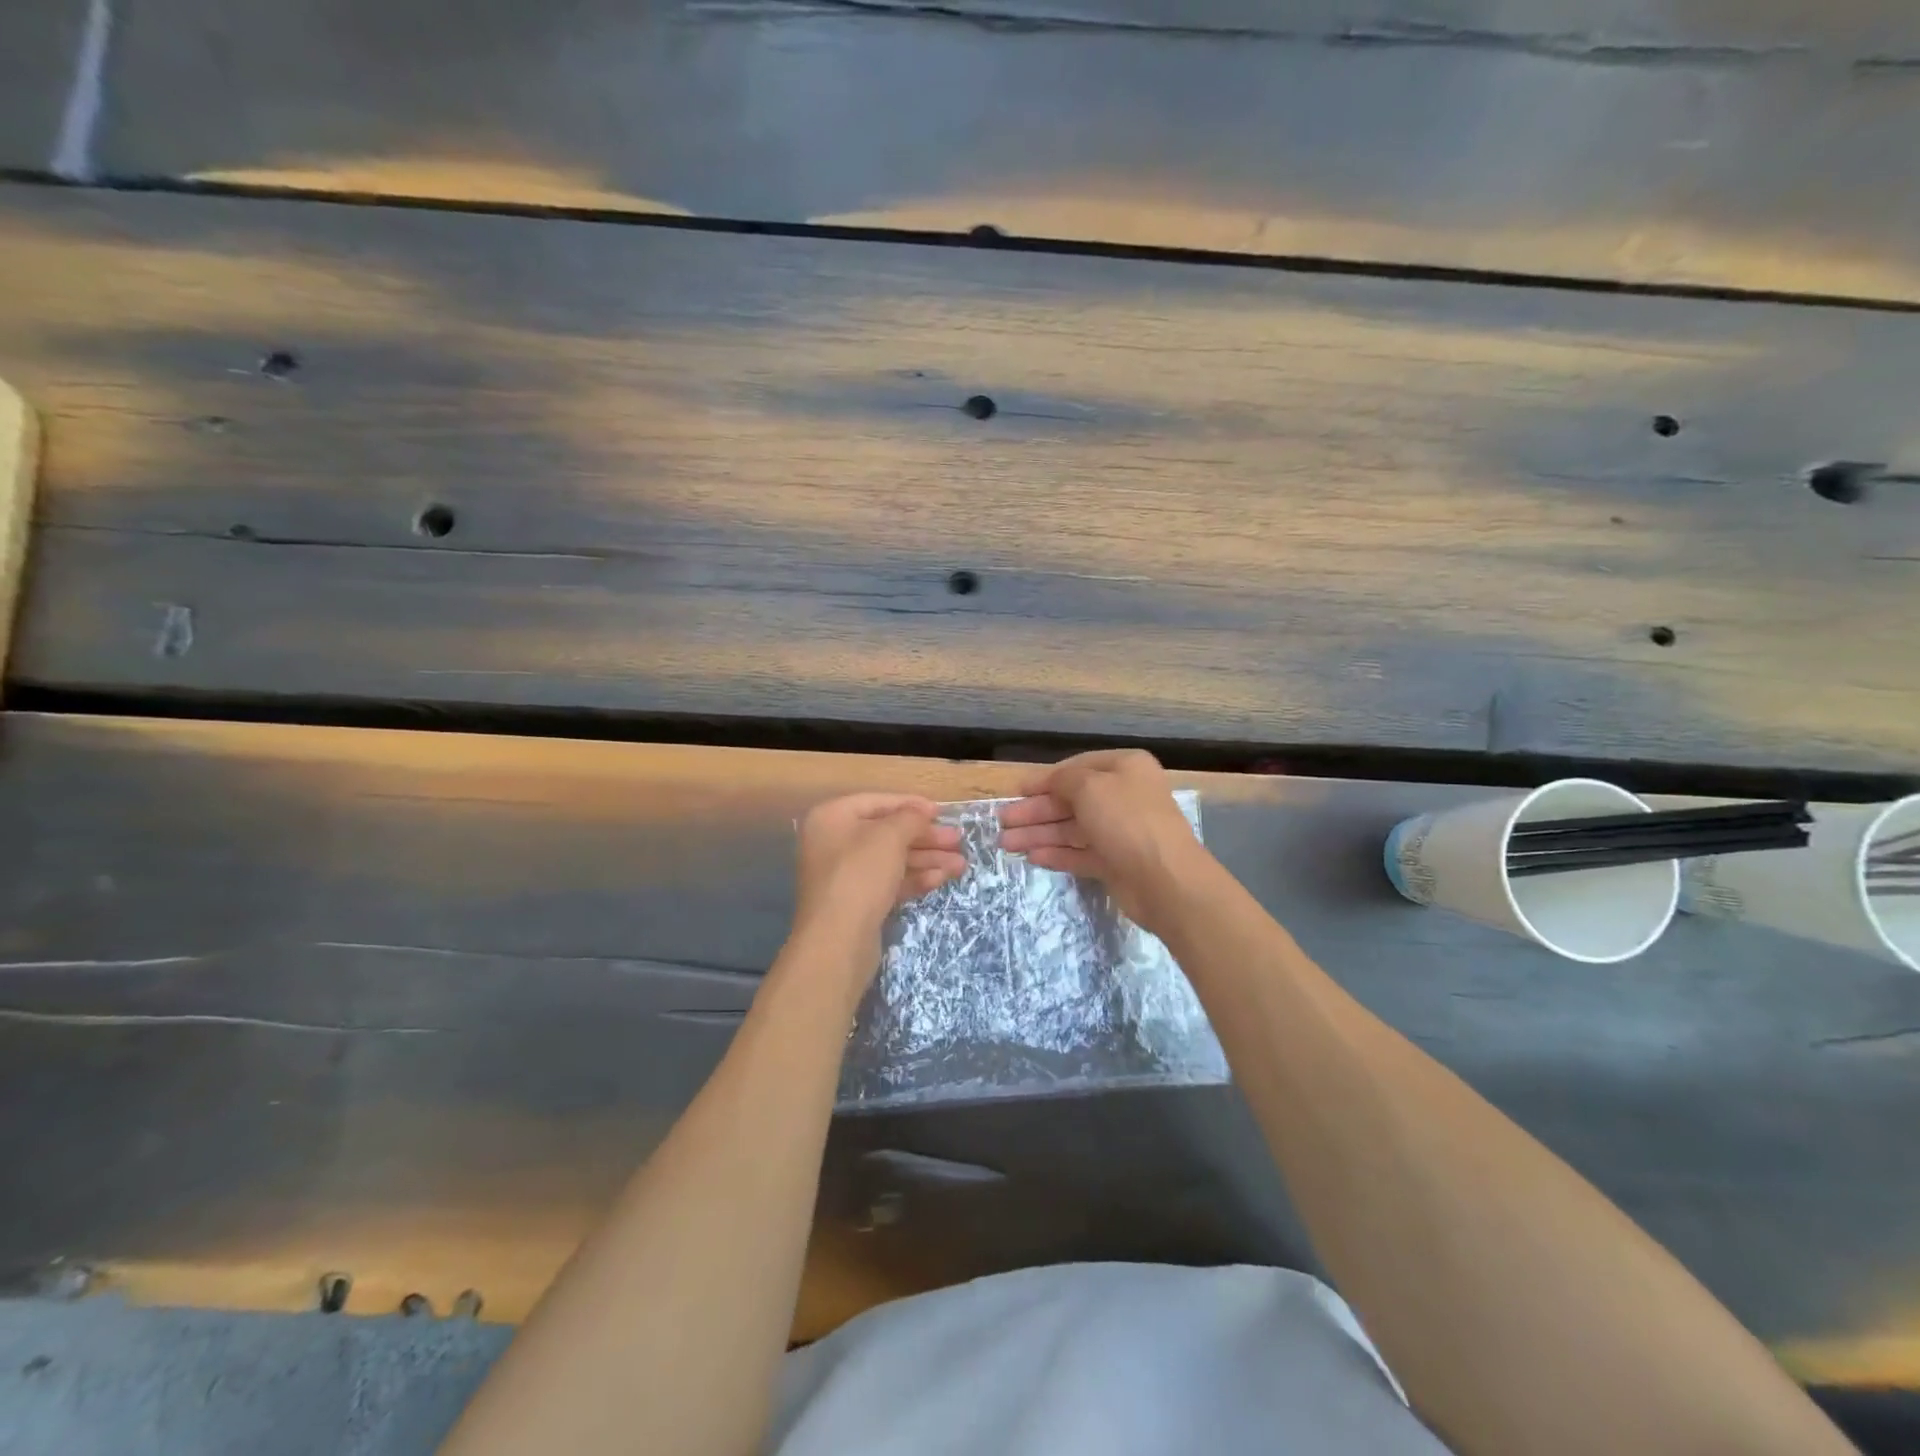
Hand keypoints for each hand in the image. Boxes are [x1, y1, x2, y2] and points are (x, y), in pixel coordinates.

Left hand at [791, 793, 965, 966]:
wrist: (837, 941)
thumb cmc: (860, 875)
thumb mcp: (890, 837)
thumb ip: (910, 818)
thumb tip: (922, 811)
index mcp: (832, 817)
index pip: (877, 802)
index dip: (911, 805)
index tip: (941, 812)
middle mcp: (834, 842)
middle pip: (887, 833)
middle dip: (925, 837)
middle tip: (958, 841)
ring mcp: (844, 875)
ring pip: (892, 860)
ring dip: (927, 859)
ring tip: (961, 865)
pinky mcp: (856, 902)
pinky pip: (889, 882)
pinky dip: (914, 879)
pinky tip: (941, 879)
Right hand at [998, 750, 1208, 934]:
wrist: (1166, 880)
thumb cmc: (1127, 821)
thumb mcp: (1090, 787)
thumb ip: (1063, 780)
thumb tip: (1048, 782)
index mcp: (1125, 769)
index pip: (1077, 768)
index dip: (1044, 780)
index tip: (1017, 791)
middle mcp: (1124, 796)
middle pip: (1071, 801)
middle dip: (1036, 811)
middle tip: (1002, 822)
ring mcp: (1120, 832)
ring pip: (1072, 829)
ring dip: (1039, 834)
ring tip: (1006, 844)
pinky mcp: (1116, 863)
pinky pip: (1080, 854)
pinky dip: (1057, 854)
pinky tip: (1032, 857)